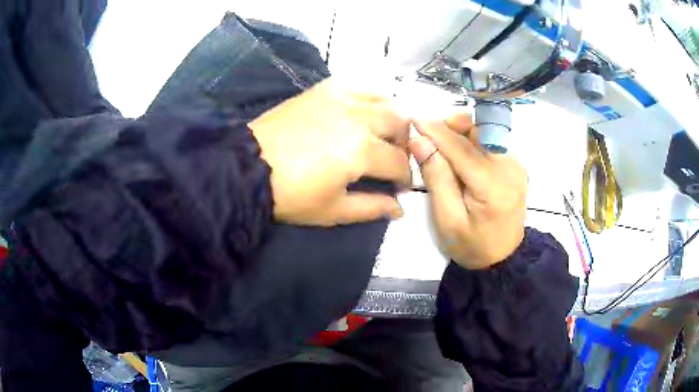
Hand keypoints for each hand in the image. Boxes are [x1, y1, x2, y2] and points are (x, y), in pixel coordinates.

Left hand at [249, 78, 410, 225]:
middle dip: (404, 144)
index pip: (399, 162)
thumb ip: (372, 208)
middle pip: (399, 124)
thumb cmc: (290, 195)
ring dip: (392, 118)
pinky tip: (365, 110)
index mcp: (362, 151)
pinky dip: (371, 96)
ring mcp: (341, 99)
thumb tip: (400, 209)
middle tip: (392, 159)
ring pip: (385, 99)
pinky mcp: (324, 90)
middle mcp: (358, 118)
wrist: (248, 168)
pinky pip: (359, 85)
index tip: (398, 187)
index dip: (404, 177)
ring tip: (382, 133)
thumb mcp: (333, 210)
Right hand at [409, 113, 527, 268]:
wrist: (503, 258)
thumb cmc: (471, 245)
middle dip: (451, 127)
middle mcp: (509, 168)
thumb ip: (436, 177)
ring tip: (443, 151)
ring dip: (461, 134)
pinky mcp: (515, 165)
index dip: (436, 131)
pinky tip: (460, 159)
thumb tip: (420, 141)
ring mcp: (515, 165)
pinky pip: (490, 143)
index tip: (413, 119)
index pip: (461, 148)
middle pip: (478, 131)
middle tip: (429, 139)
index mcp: (492, 186)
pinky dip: (471, 143)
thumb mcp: (447, 219)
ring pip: (484, 133)